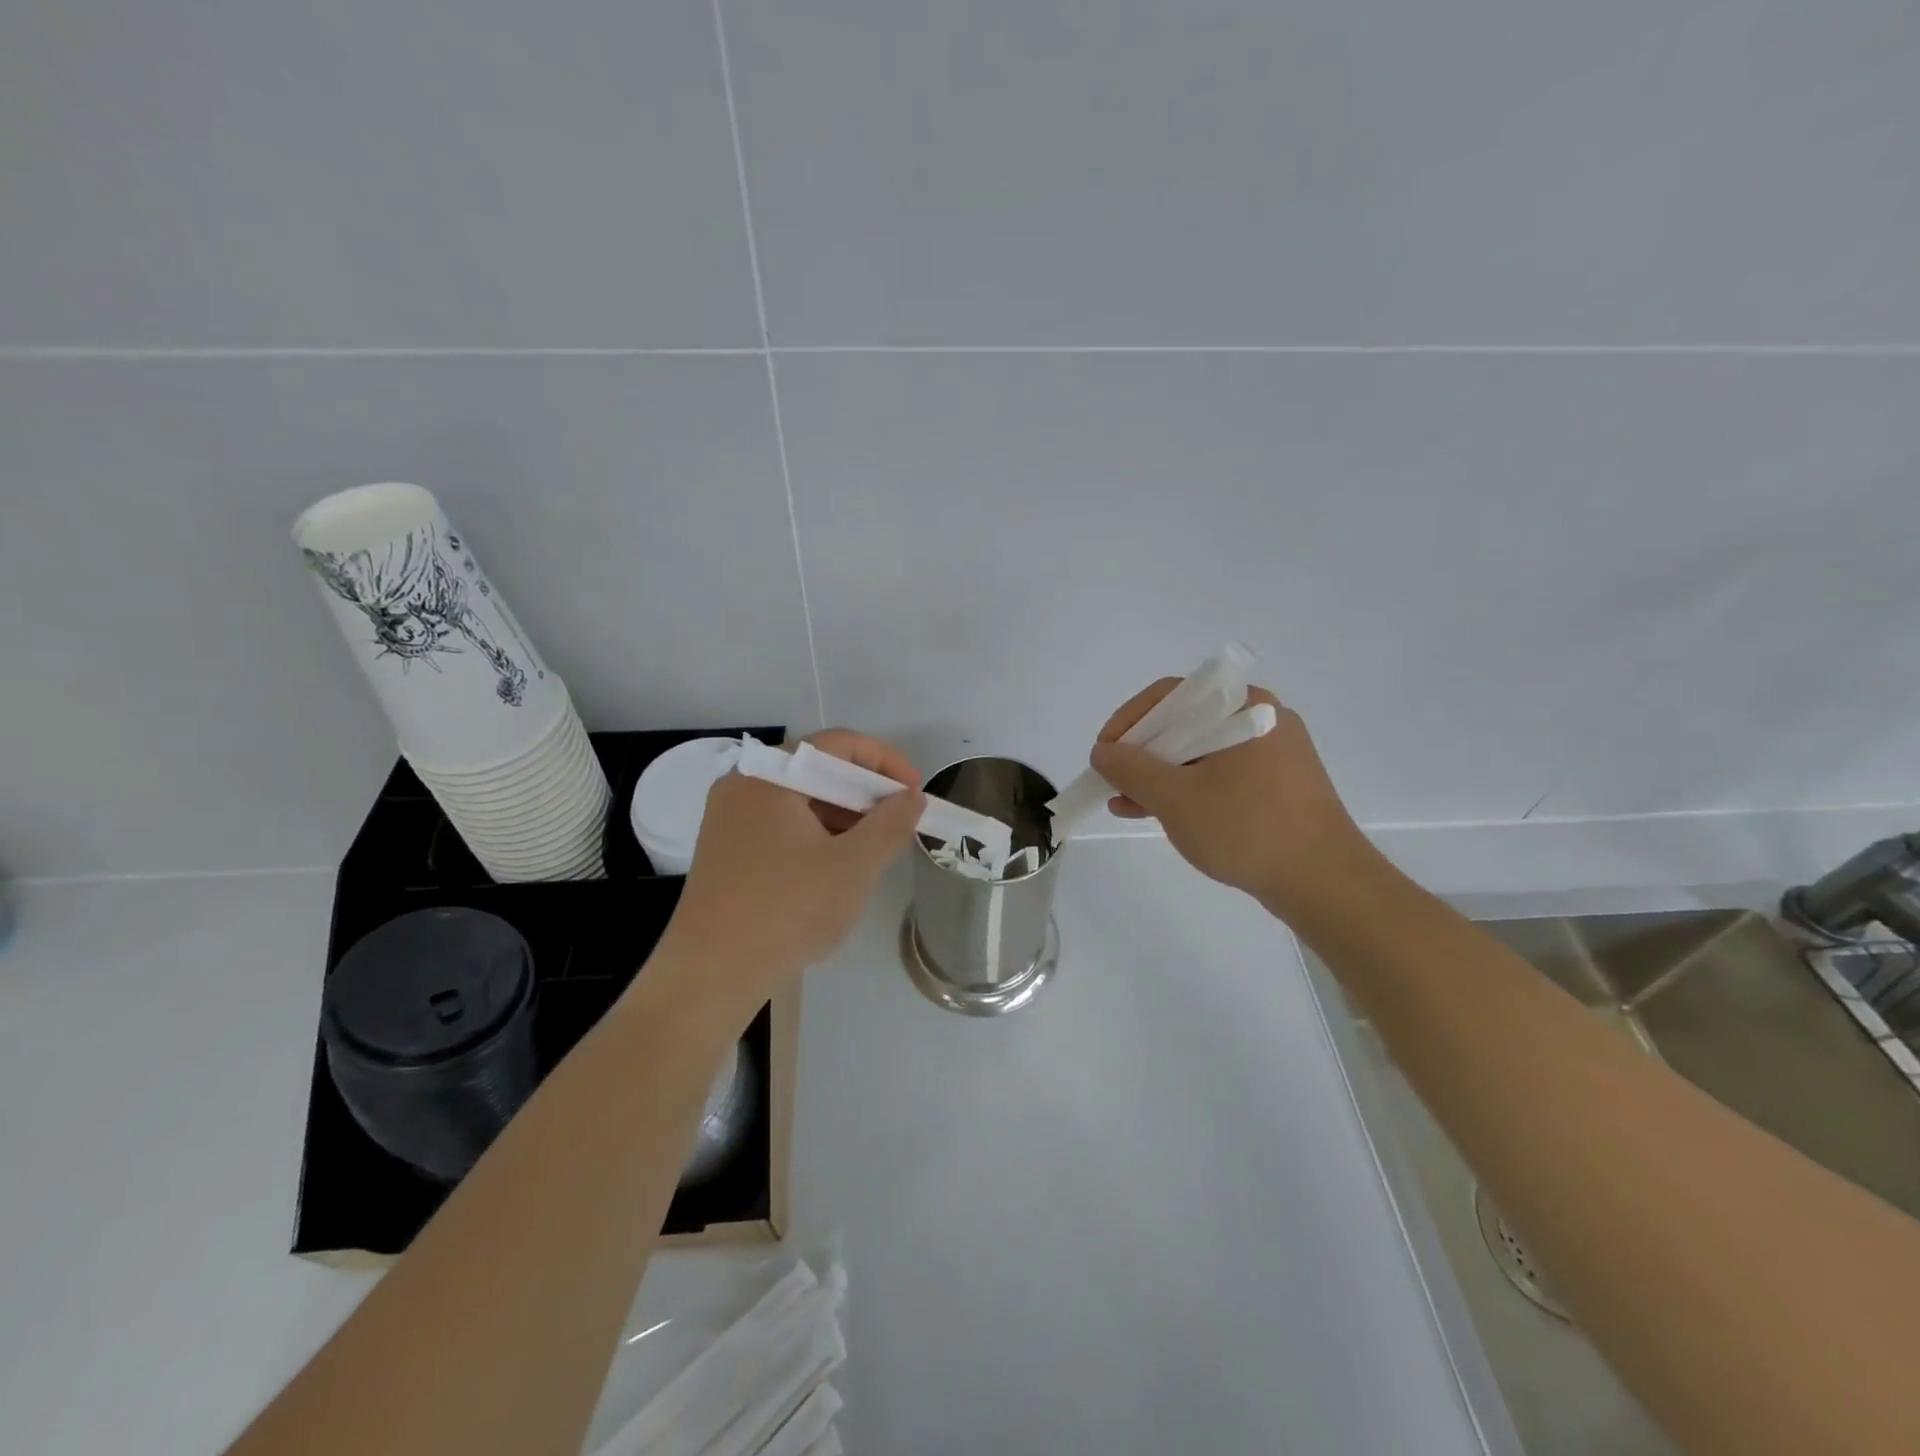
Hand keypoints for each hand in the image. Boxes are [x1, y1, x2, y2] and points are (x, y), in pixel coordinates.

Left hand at [657, 730, 924, 1009]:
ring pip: (800, 800)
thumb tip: (910, 798)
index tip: (914, 791)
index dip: (885, 761)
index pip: (837, 744)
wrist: (711, 976)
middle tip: (898, 821)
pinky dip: (816, 834)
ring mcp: (729, 819)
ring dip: (843, 815)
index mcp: (770, 776)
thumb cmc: (786, 911)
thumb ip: (890, 824)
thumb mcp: (854, 866)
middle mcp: (743, 786)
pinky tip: (836, 867)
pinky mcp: (726, 851)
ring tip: (874, 849)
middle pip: (816, 769)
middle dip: (865, 791)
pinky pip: (781, 825)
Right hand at [1089, 680, 1374, 916]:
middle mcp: (1260, 720)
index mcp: (1244, 707)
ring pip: (1199, 754)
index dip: (1129, 720)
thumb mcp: (1176, 798)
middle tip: (1111, 779)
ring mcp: (1271, 754)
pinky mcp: (1275, 786)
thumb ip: (1131, 769)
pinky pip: (1218, 776)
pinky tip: (1152, 813)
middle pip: (1184, 724)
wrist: (1324, 883)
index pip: (1172, 695)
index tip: (1103, 751)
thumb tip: (1103, 752)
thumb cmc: (1247, 828)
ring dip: (1158, 776)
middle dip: (1141, 753)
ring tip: (1122, 803)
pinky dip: (1185, 790)